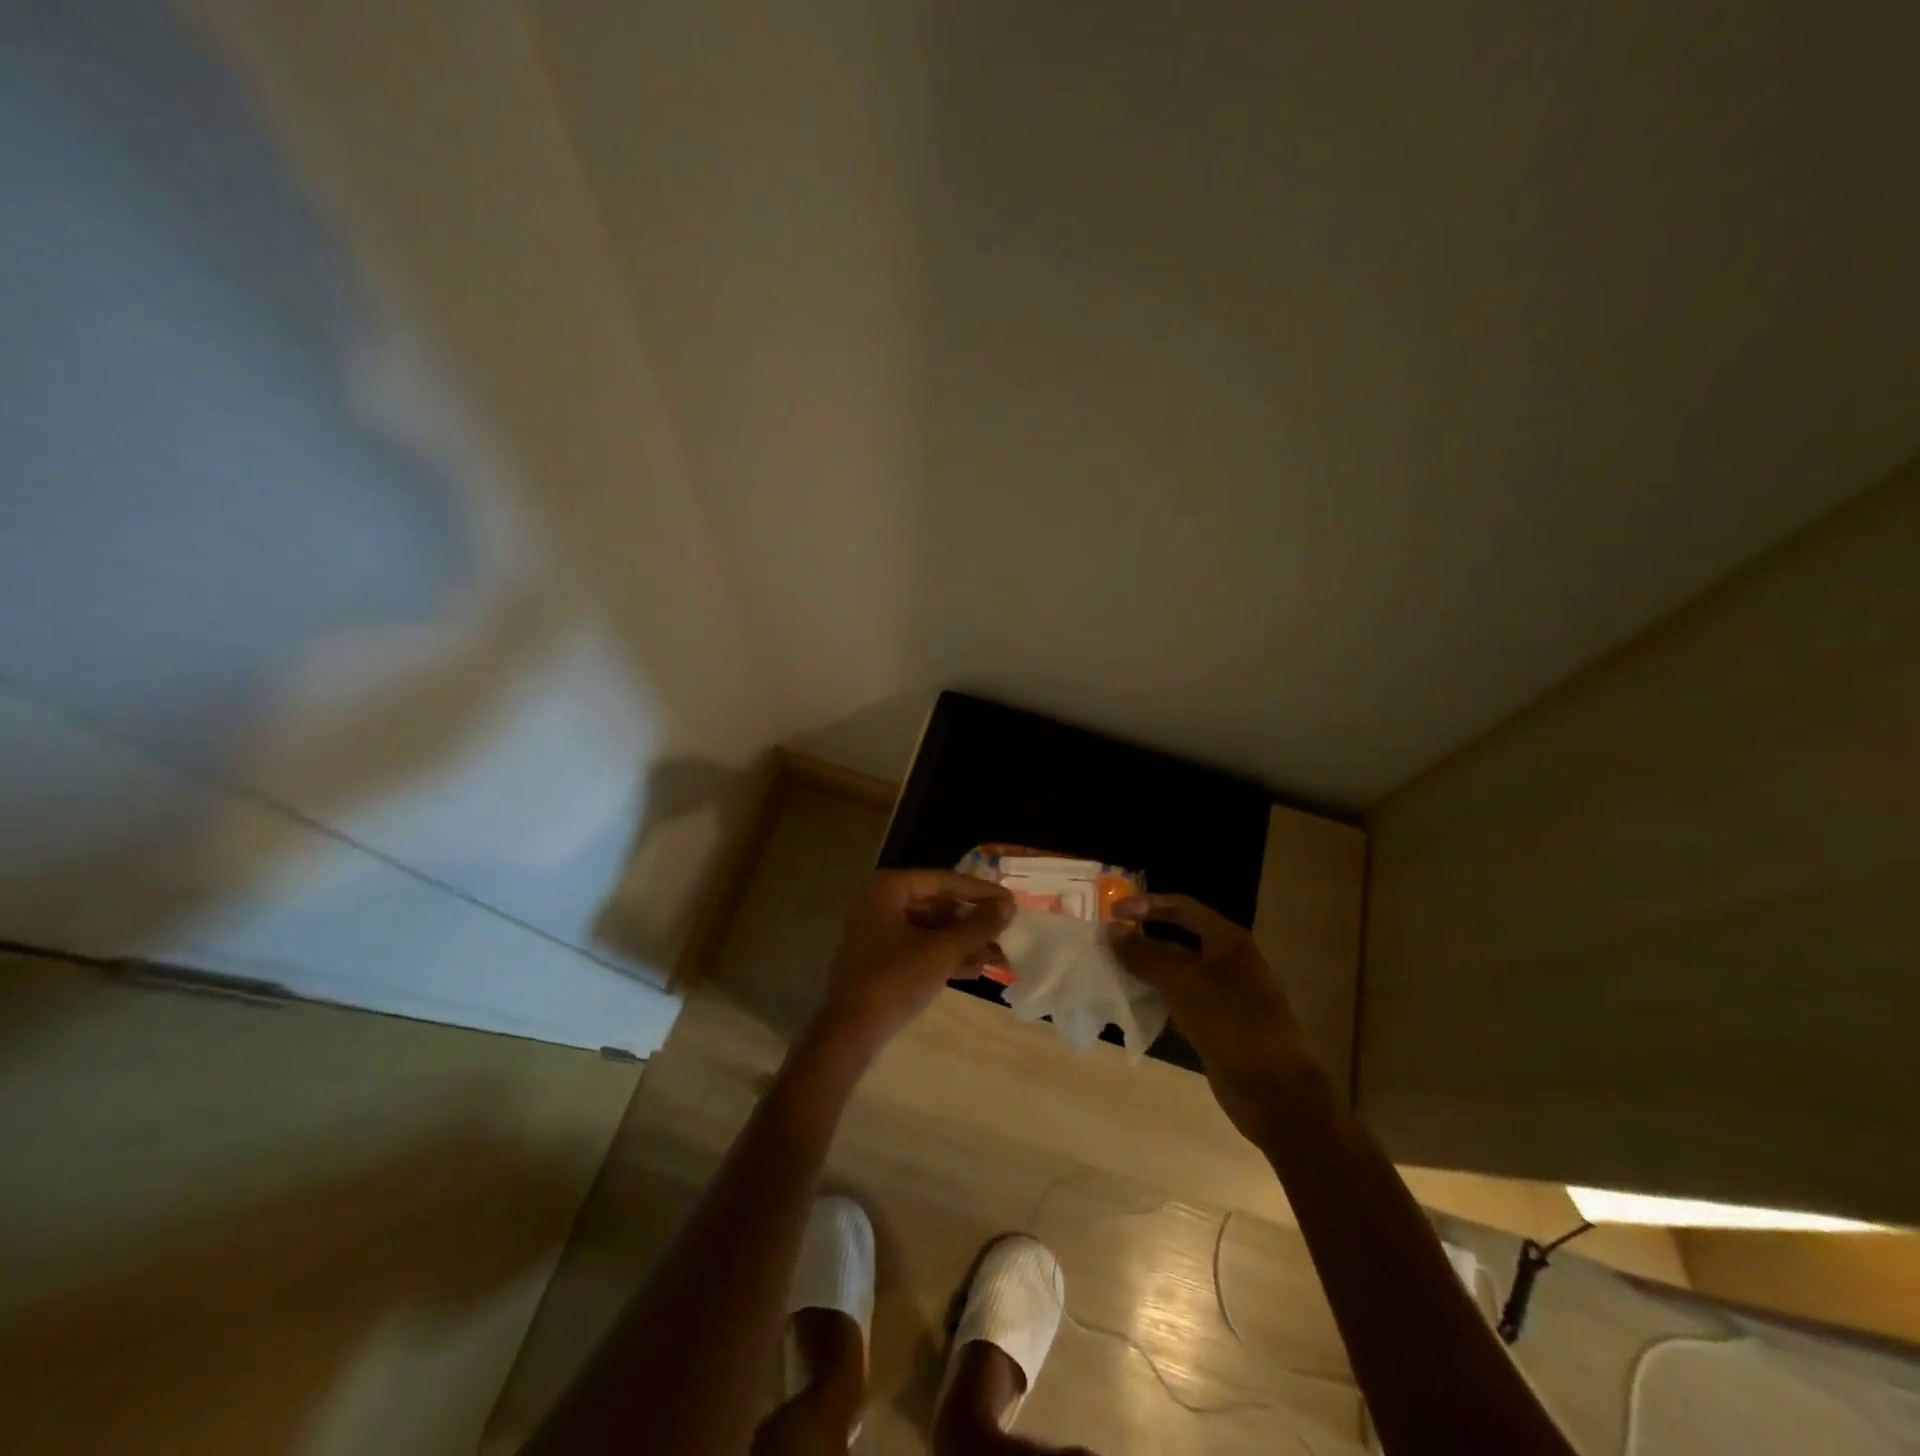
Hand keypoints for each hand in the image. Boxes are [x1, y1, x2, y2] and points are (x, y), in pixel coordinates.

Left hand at [806, 870, 1013, 1060]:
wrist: (850, 1033)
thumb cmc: (895, 980)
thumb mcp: (943, 951)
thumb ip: (978, 925)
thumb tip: (1009, 905)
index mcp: (889, 888)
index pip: (943, 880)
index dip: (980, 892)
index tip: (1012, 902)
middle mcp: (880, 901)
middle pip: (938, 903)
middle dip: (973, 921)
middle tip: (1008, 929)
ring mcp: (878, 931)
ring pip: (931, 928)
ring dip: (964, 941)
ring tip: (1001, 953)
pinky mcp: (881, 958)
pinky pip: (920, 947)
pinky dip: (946, 955)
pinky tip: (977, 969)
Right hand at [1106, 894, 1314, 1143]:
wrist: (1275, 1093)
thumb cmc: (1233, 1025)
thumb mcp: (1185, 984)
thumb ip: (1145, 955)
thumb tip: (1111, 928)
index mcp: (1227, 941)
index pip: (1181, 908)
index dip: (1146, 904)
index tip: (1112, 911)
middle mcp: (1225, 961)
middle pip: (1176, 939)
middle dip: (1141, 938)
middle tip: (1103, 941)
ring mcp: (1220, 995)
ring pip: (1174, 973)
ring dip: (1143, 970)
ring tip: (1107, 970)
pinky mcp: (1213, 1025)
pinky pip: (1177, 1002)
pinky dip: (1154, 999)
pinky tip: (1128, 1004)